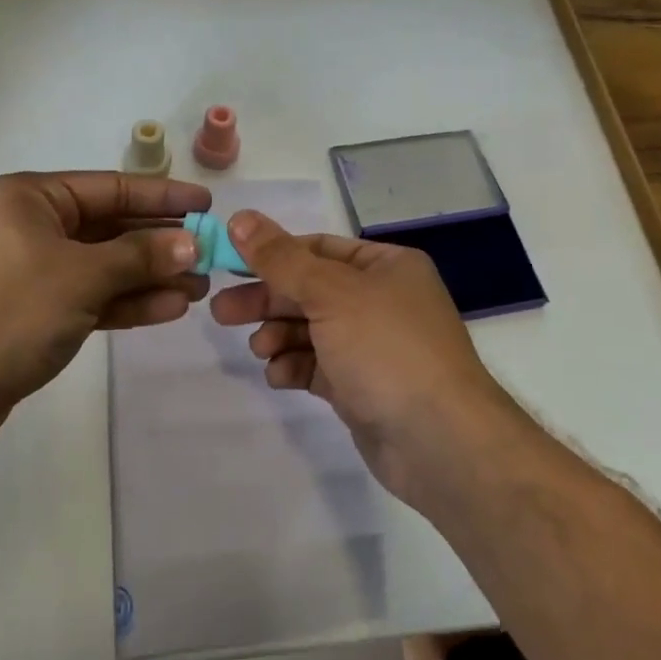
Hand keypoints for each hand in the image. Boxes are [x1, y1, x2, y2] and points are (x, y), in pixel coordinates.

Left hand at [0, 172, 211, 447]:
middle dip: (160, 244)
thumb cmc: (10, 312)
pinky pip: (90, 296)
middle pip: (110, 228)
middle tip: (209, 254)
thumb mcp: (82, 276)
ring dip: (150, 276)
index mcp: (30, 198)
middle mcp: (31, 226)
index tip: (206, 203)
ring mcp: (32, 271)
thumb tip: (190, 243)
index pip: (110, 188)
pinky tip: (168, 308)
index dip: (162, 196)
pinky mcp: (35, 311)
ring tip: (199, 287)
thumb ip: (140, 256)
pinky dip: (126, 301)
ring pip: (104, 266)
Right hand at [209, 211, 513, 505]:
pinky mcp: (361, 386)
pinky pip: (318, 366)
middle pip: (309, 290)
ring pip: (310, 330)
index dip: (272, 255)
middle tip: (221, 313)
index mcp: (386, 266)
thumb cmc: (387, 349)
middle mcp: (381, 300)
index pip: (318, 249)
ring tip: (260, 350)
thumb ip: (281, 259)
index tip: (229, 266)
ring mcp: (372, 346)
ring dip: (279, 336)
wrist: (438, 441)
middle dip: (267, 301)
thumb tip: (240, 218)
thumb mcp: (330, 293)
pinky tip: (280, 376)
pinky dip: (296, 367)